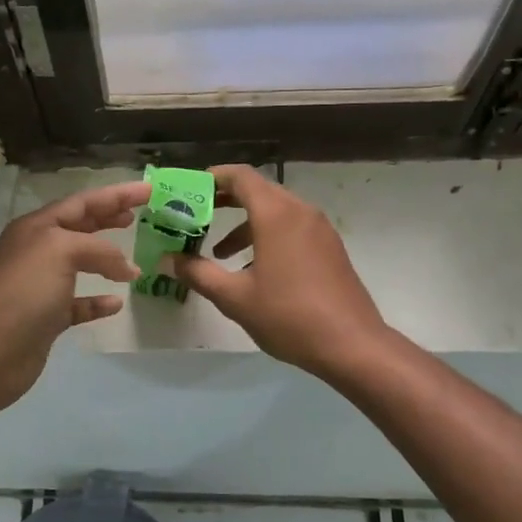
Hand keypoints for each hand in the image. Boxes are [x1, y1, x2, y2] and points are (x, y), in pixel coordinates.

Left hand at [0, 179, 149, 415]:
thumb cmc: (24, 290)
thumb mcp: (61, 251)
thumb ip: (98, 250)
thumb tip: (127, 268)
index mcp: (37, 227)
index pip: (82, 202)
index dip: (116, 194)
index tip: (149, 189)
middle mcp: (37, 251)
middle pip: (80, 228)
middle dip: (109, 218)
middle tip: (140, 215)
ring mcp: (40, 286)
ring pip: (79, 265)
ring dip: (107, 261)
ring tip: (134, 262)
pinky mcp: (46, 318)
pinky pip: (78, 304)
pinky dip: (98, 301)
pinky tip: (116, 303)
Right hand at [164, 165, 387, 380]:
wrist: (353, 345)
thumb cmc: (289, 316)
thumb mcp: (235, 298)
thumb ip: (198, 274)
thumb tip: (168, 260)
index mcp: (276, 215)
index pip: (241, 176)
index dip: (213, 178)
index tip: (189, 190)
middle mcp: (300, 212)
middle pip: (258, 191)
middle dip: (225, 201)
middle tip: (196, 218)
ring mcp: (319, 229)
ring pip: (276, 212)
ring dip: (245, 224)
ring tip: (220, 253)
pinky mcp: (330, 248)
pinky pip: (292, 228)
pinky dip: (268, 235)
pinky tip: (255, 270)